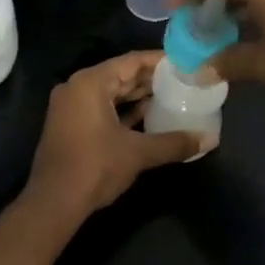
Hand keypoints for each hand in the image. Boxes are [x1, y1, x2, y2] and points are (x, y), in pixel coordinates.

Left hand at [21, 51, 204, 221]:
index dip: (159, 61)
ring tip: (171, 97)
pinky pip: (101, 108)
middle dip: (150, 79)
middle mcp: (77, 87)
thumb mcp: (138, 153)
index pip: (131, 61)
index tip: (184, 62)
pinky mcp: (70, 125)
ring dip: (138, 96)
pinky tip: (149, 116)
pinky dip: (123, 111)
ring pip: (111, 93)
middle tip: (182, 80)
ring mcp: (71, 107)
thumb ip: (174, 143)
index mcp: (90, 82)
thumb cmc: (95, 167)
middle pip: (120, 75)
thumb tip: (210, 139)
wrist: (54, 203)